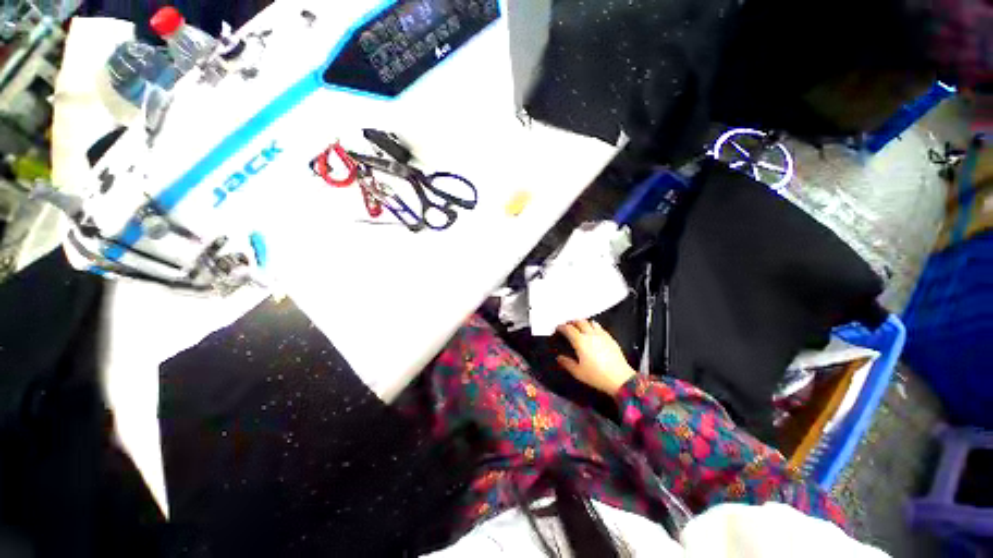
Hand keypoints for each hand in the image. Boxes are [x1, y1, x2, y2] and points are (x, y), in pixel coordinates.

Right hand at [556, 320, 636, 396]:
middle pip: (579, 321)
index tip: (558, 328)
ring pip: (590, 322)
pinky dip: (594, 326)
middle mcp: (590, 335)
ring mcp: (601, 335)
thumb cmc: (598, 376)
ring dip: (583, 322)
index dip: (562, 327)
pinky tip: (593, 332)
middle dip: (572, 322)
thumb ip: (567, 363)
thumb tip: (559, 358)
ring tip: (580, 326)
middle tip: (568, 325)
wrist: (620, 379)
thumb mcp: (578, 372)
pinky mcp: (610, 338)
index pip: (568, 329)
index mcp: (580, 341)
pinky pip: (600, 327)